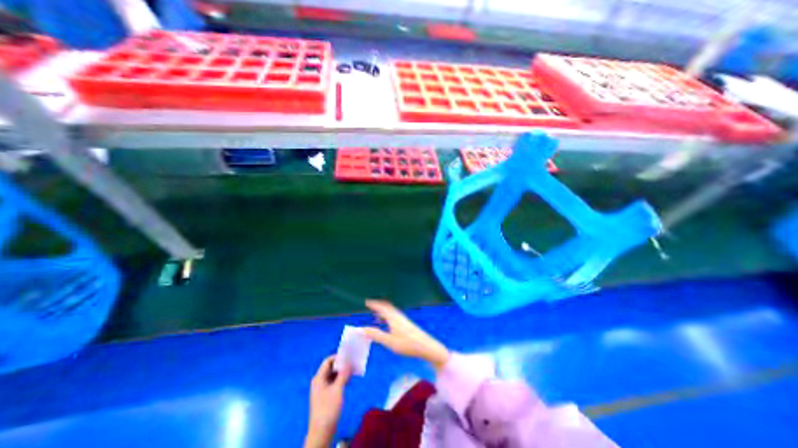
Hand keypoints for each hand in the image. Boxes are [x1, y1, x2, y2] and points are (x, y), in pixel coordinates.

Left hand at [305, 356, 348, 445]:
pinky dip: (341, 379)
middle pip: (331, 367)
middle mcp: (319, 381)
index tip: (348, 356)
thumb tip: (349, 364)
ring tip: (353, 371)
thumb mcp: (338, 389)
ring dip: (342, 372)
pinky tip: (349, 380)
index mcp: (319, 378)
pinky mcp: (326, 395)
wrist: (322, 431)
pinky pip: (334, 382)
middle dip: (342, 364)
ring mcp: (322, 388)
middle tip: (352, 363)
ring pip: (333, 375)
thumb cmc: (328, 408)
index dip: (338, 357)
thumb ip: (343, 374)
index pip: (328, 361)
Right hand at [363, 301, 446, 370]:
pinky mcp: (407, 323)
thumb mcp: (389, 342)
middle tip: (370, 306)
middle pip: (387, 307)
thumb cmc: (407, 344)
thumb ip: (376, 335)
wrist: (426, 346)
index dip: (374, 304)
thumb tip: (363, 329)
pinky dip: (389, 315)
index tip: (367, 302)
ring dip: (384, 311)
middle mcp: (398, 316)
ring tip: (377, 315)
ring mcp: (404, 319)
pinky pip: (395, 315)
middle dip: (379, 306)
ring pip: (392, 311)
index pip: (382, 307)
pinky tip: (389, 323)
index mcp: (393, 318)